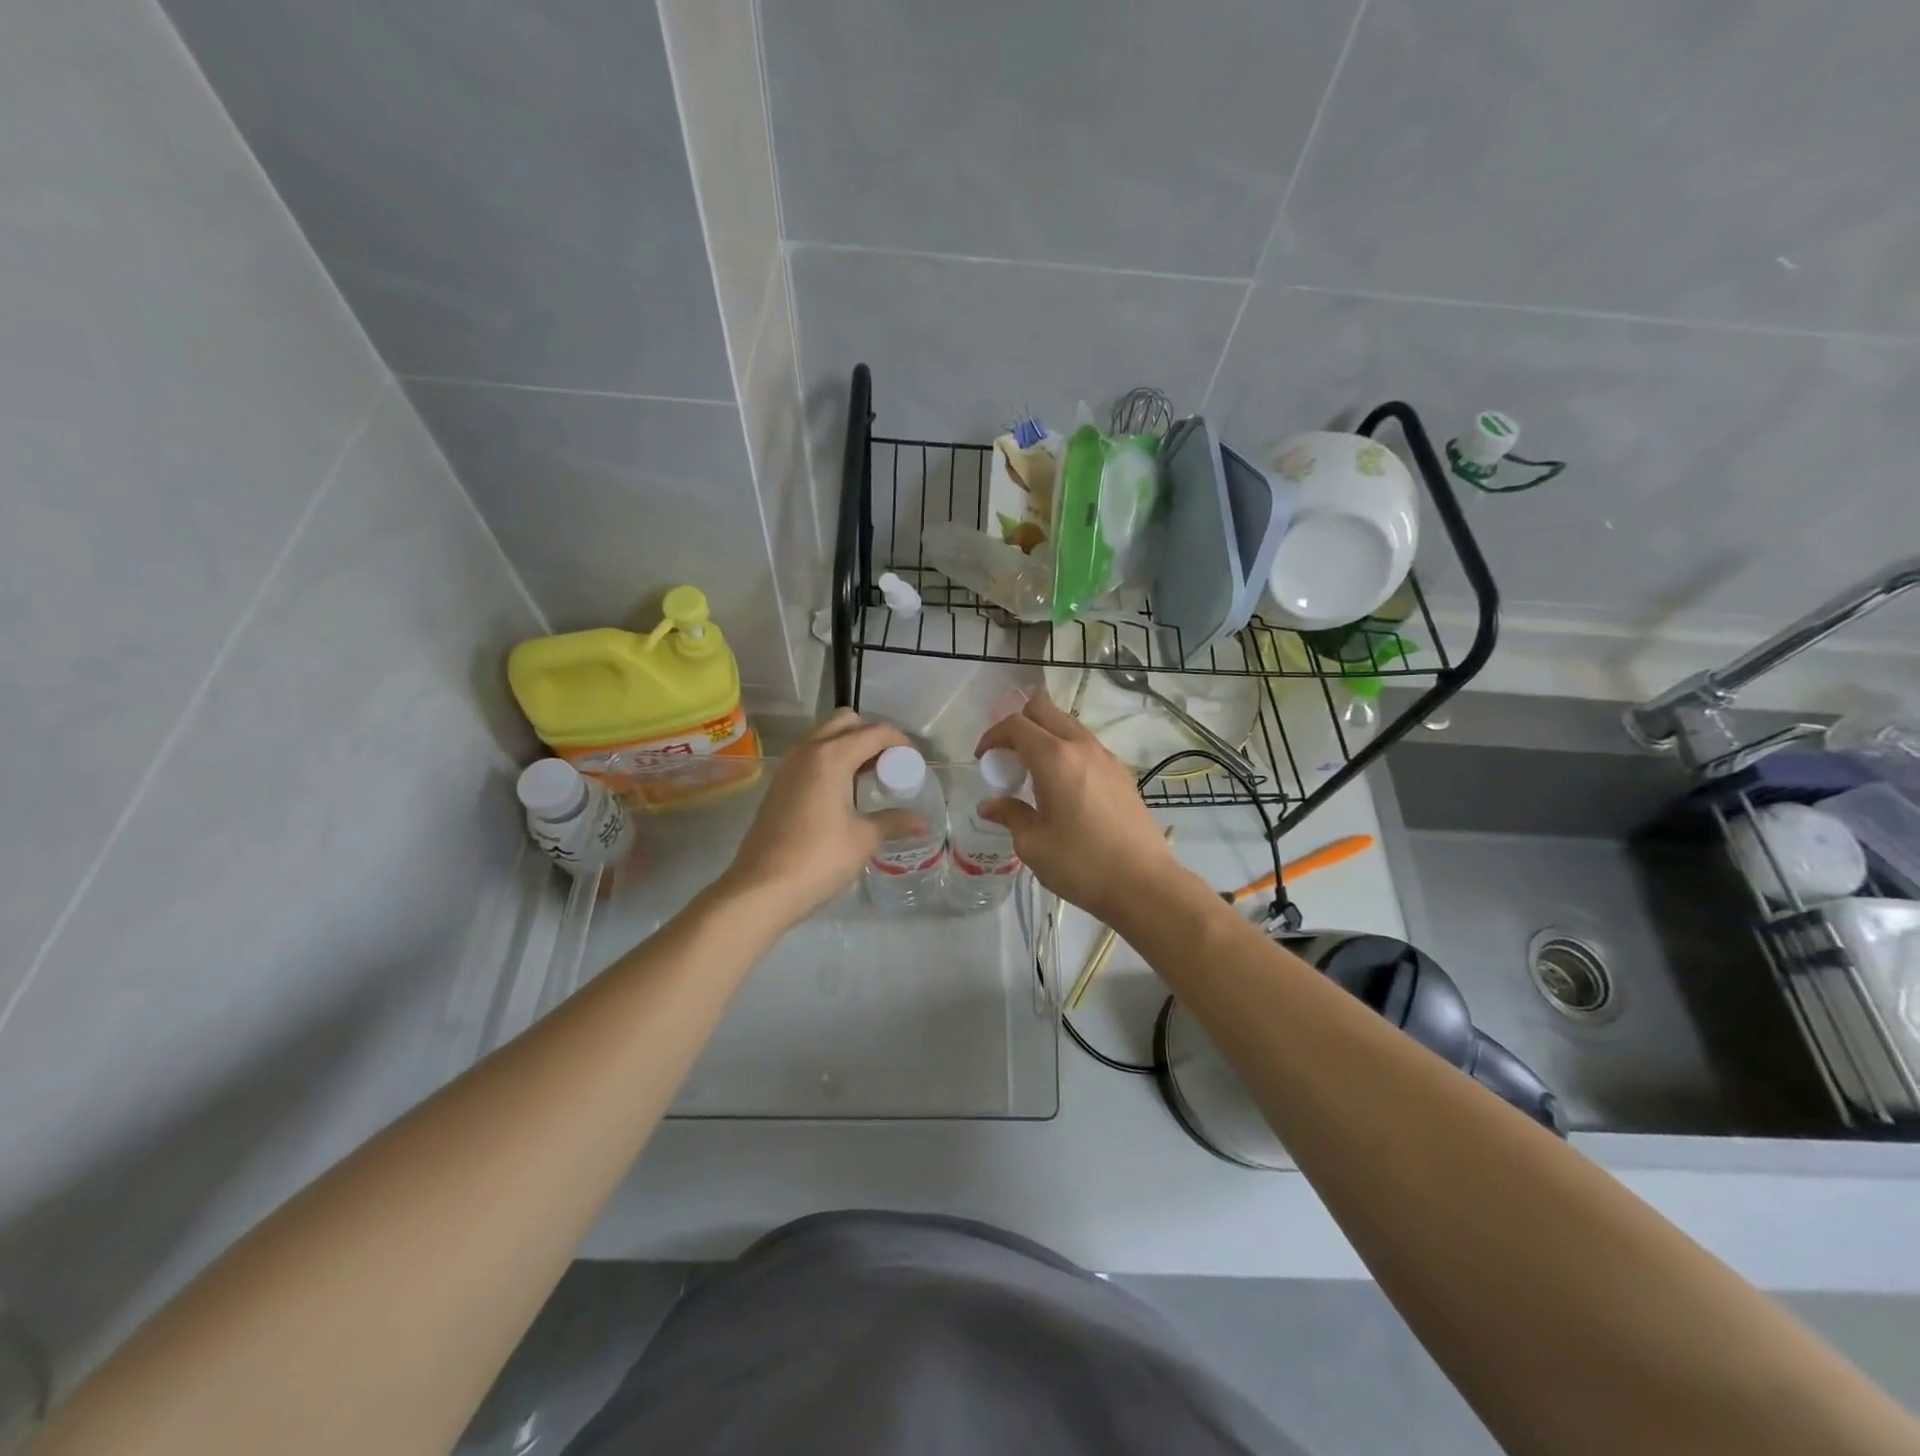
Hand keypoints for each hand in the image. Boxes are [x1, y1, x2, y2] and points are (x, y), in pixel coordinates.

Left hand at [717, 710, 911, 927]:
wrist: (761, 889)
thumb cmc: (818, 859)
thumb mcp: (864, 839)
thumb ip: (894, 822)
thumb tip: (921, 822)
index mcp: (832, 756)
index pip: (875, 732)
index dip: (900, 743)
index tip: (914, 764)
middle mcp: (808, 751)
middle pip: (846, 722)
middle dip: (872, 736)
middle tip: (889, 766)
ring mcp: (789, 766)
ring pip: (825, 737)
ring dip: (850, 747)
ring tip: (870, 780)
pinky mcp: (779, 784)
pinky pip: (811, 757)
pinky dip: (832, 761)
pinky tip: (844, 794)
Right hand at [975, 696, 1179, 925]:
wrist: (1144, 884)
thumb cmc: (1081, 864)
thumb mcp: (1033, 844)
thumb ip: (1010, 815)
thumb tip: (989, 805)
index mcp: (1054, 758)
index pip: (1016, 724)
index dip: (993, 735)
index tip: (983, 759)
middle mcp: (1081, 747)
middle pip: (1044, 709)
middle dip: (1018, 725)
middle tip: (1007, 758)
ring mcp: (1106, 757)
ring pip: (1067, 725)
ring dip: (1044, 736)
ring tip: (1033, 773)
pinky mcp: (1121, 773)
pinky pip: (1085, 745)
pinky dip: (1066, 751)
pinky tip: (1062, 787)